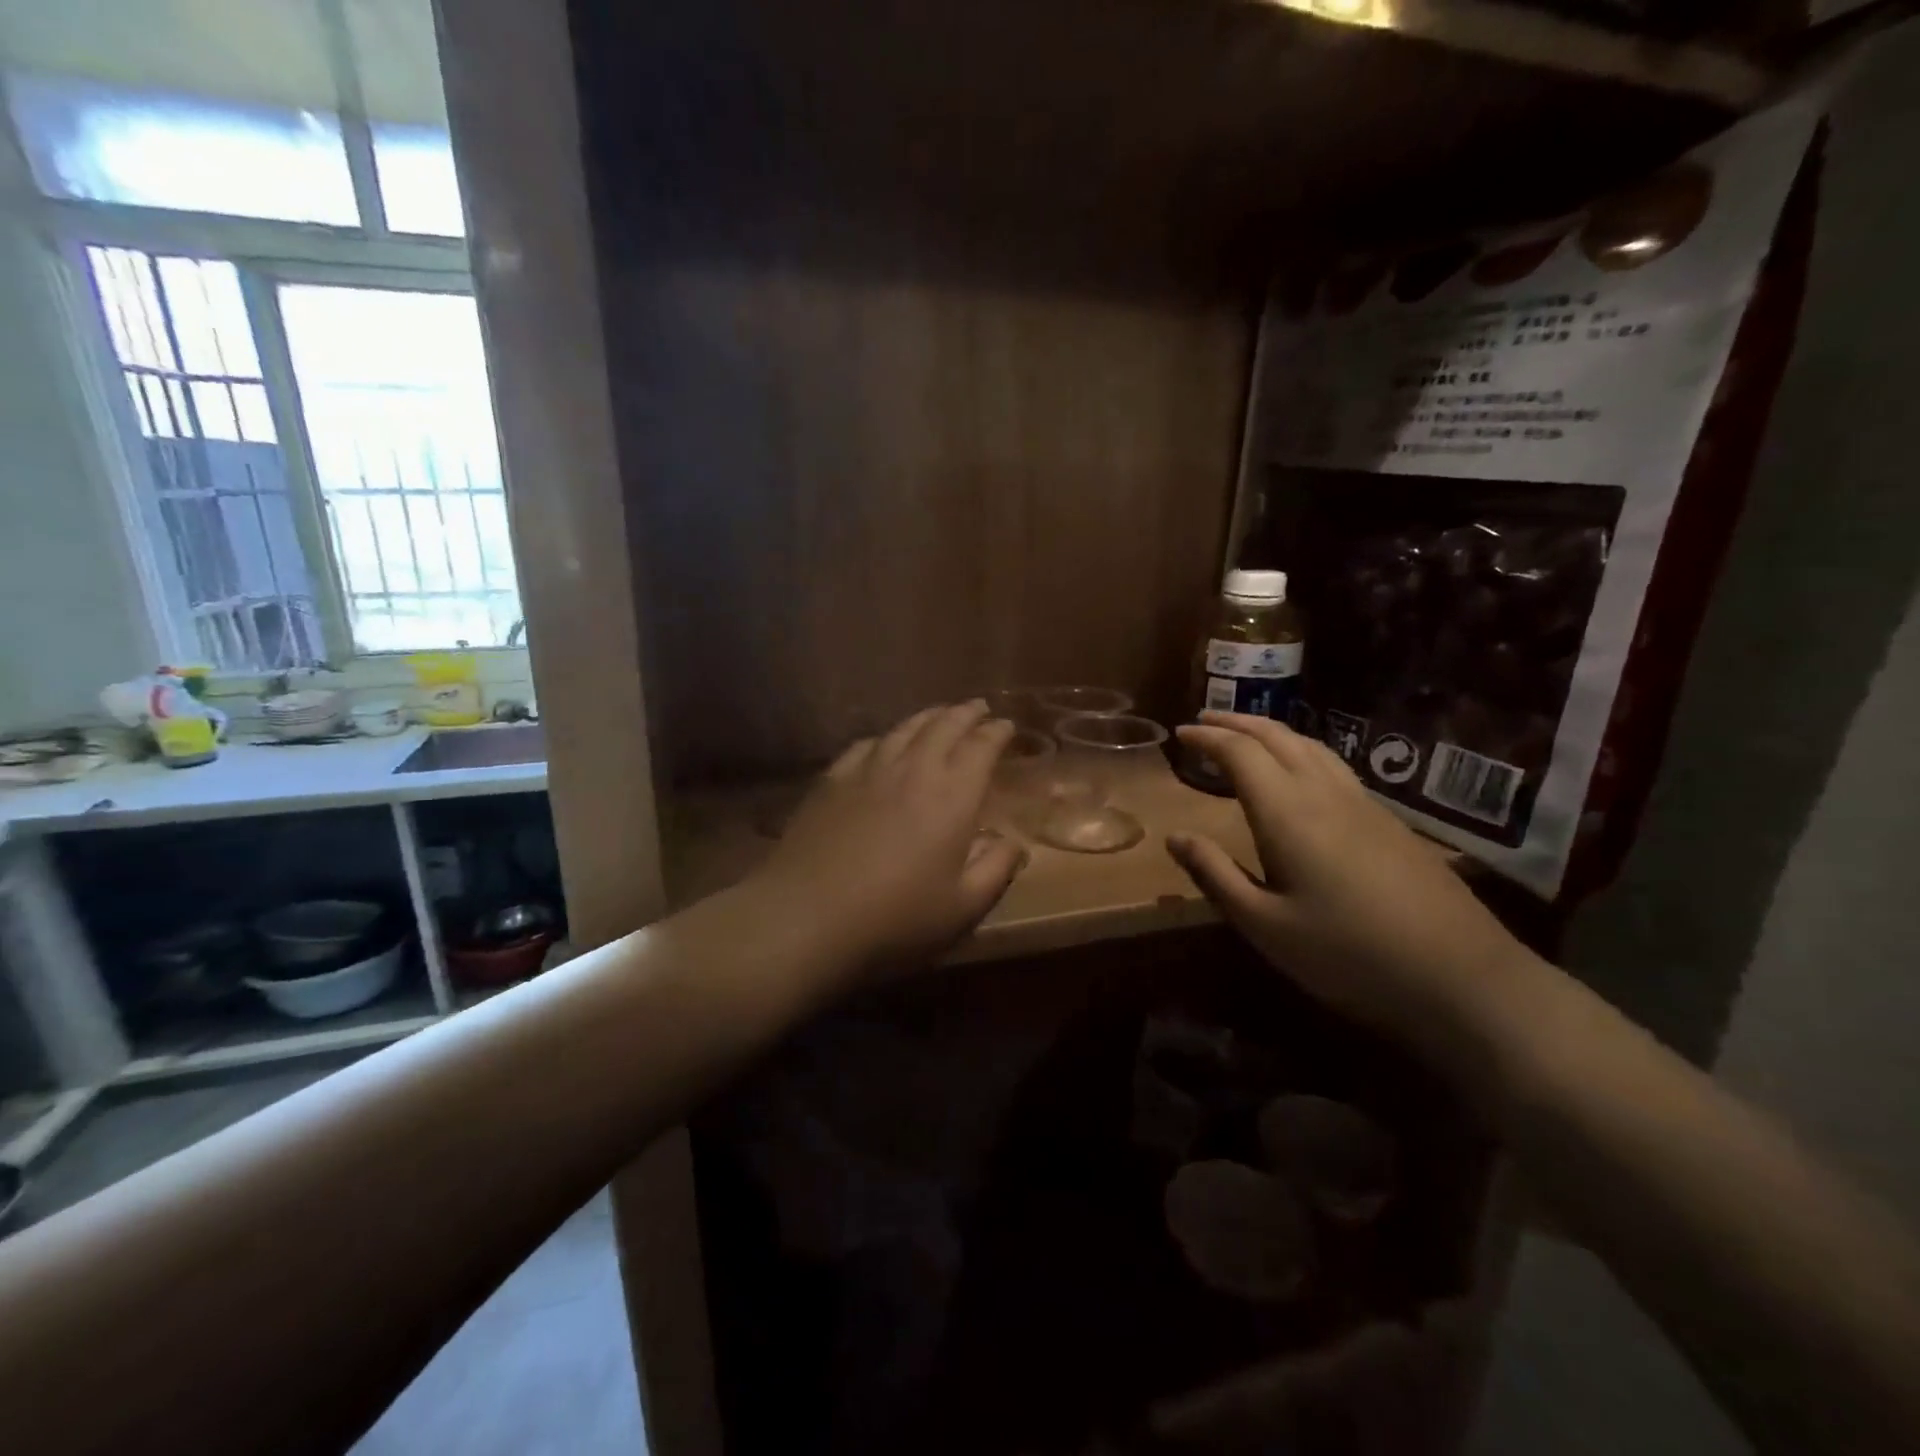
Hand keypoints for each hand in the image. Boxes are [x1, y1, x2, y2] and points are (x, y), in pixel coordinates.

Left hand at [751, 702, 1027, 982]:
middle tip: (978, 707)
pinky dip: (886, 736)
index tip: (1006, 725)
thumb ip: (996, 869)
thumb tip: (1014, 843)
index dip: (997, 732)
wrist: (808, 915)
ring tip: (939, 714)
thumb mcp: (963, 907)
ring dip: (928, 717)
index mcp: (953, 796)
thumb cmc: (896, 917)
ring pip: (904, 728)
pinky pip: (866, 744)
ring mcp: (868, 770)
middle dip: (965, 713)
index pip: (981, 747)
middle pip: (944, 726)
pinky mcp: (832, 779)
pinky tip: (885, 742)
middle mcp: (914, 770)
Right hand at [1166, 711, 1533, 1050]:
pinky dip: (1301, 750)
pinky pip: (1333, 764)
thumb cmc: (1348, 955)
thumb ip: (1215, 875)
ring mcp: (1363, 804)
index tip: (1180, 733)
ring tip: (1246, 734)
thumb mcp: (1265, 926)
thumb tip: (1174, 837)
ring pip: (1311, 745)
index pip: (1239, 753)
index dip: (1207, 737)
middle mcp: (1324, 793)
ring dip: (1271, 731)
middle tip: (1205, 718)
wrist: (1461, 977)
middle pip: (1277, 737)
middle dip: (1237, 722)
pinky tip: (1301, 771)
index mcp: (1287, 813)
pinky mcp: (1388, 821)